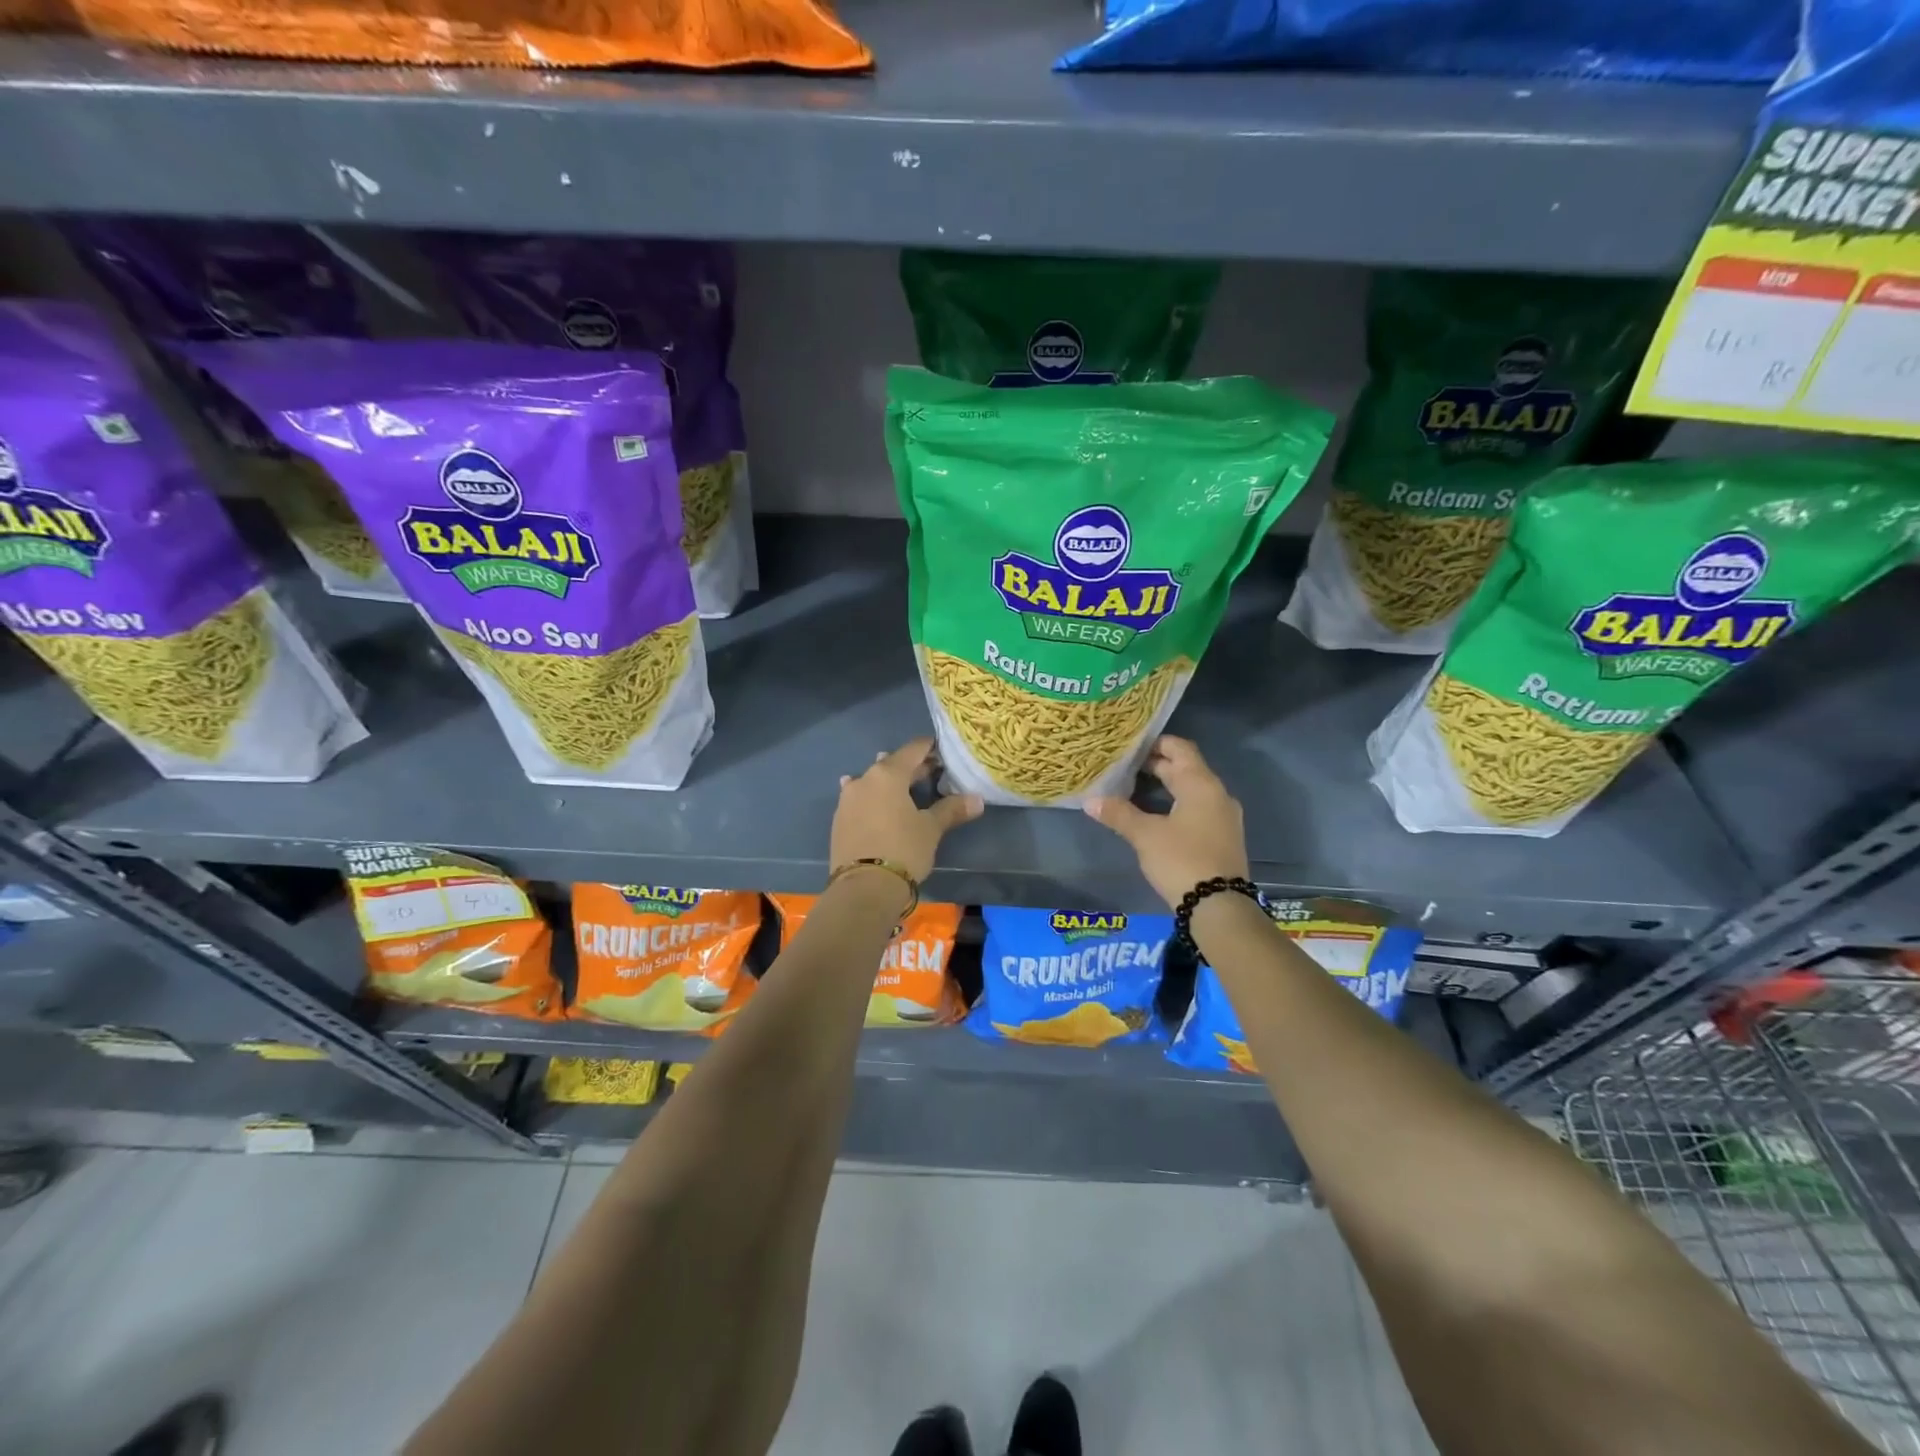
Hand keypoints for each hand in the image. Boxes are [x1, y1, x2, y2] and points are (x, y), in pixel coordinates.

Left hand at [831, 738, 983, 884]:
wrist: (863, 888)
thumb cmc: (903, 850)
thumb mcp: (931, 829)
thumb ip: (952, 810)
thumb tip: (977, 800)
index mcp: (888, 774)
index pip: (912, 750)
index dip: (929, 748)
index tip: (942, 750)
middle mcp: (864, 779)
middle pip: (891, 765)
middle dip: (912, 768)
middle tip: (932, 772)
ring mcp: (847, 799)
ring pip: (872, 781)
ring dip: (888, 782)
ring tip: (903, 788)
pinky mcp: (839, 820)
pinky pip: (859, 800)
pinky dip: (872, 799)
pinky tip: (875, 803)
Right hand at [1083, 736, 1249, 908]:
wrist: (1219, 906)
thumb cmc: (1182, 860)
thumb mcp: (1145, 836)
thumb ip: (1118, 814)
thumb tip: (1090, 800)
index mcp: (1201, 785)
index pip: (1180, 748)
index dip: (1155, 743)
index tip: (1130, 745)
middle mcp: (1217, 795)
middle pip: (1186, 768)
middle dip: (1157, 765)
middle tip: (1124, 765)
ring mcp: (1223, 817)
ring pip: (1192, 790)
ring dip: (1166, 785)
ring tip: (1134, 788)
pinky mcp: (1222, 837)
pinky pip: (1198, 808)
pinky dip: (1176, 803)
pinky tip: (1156, 815)